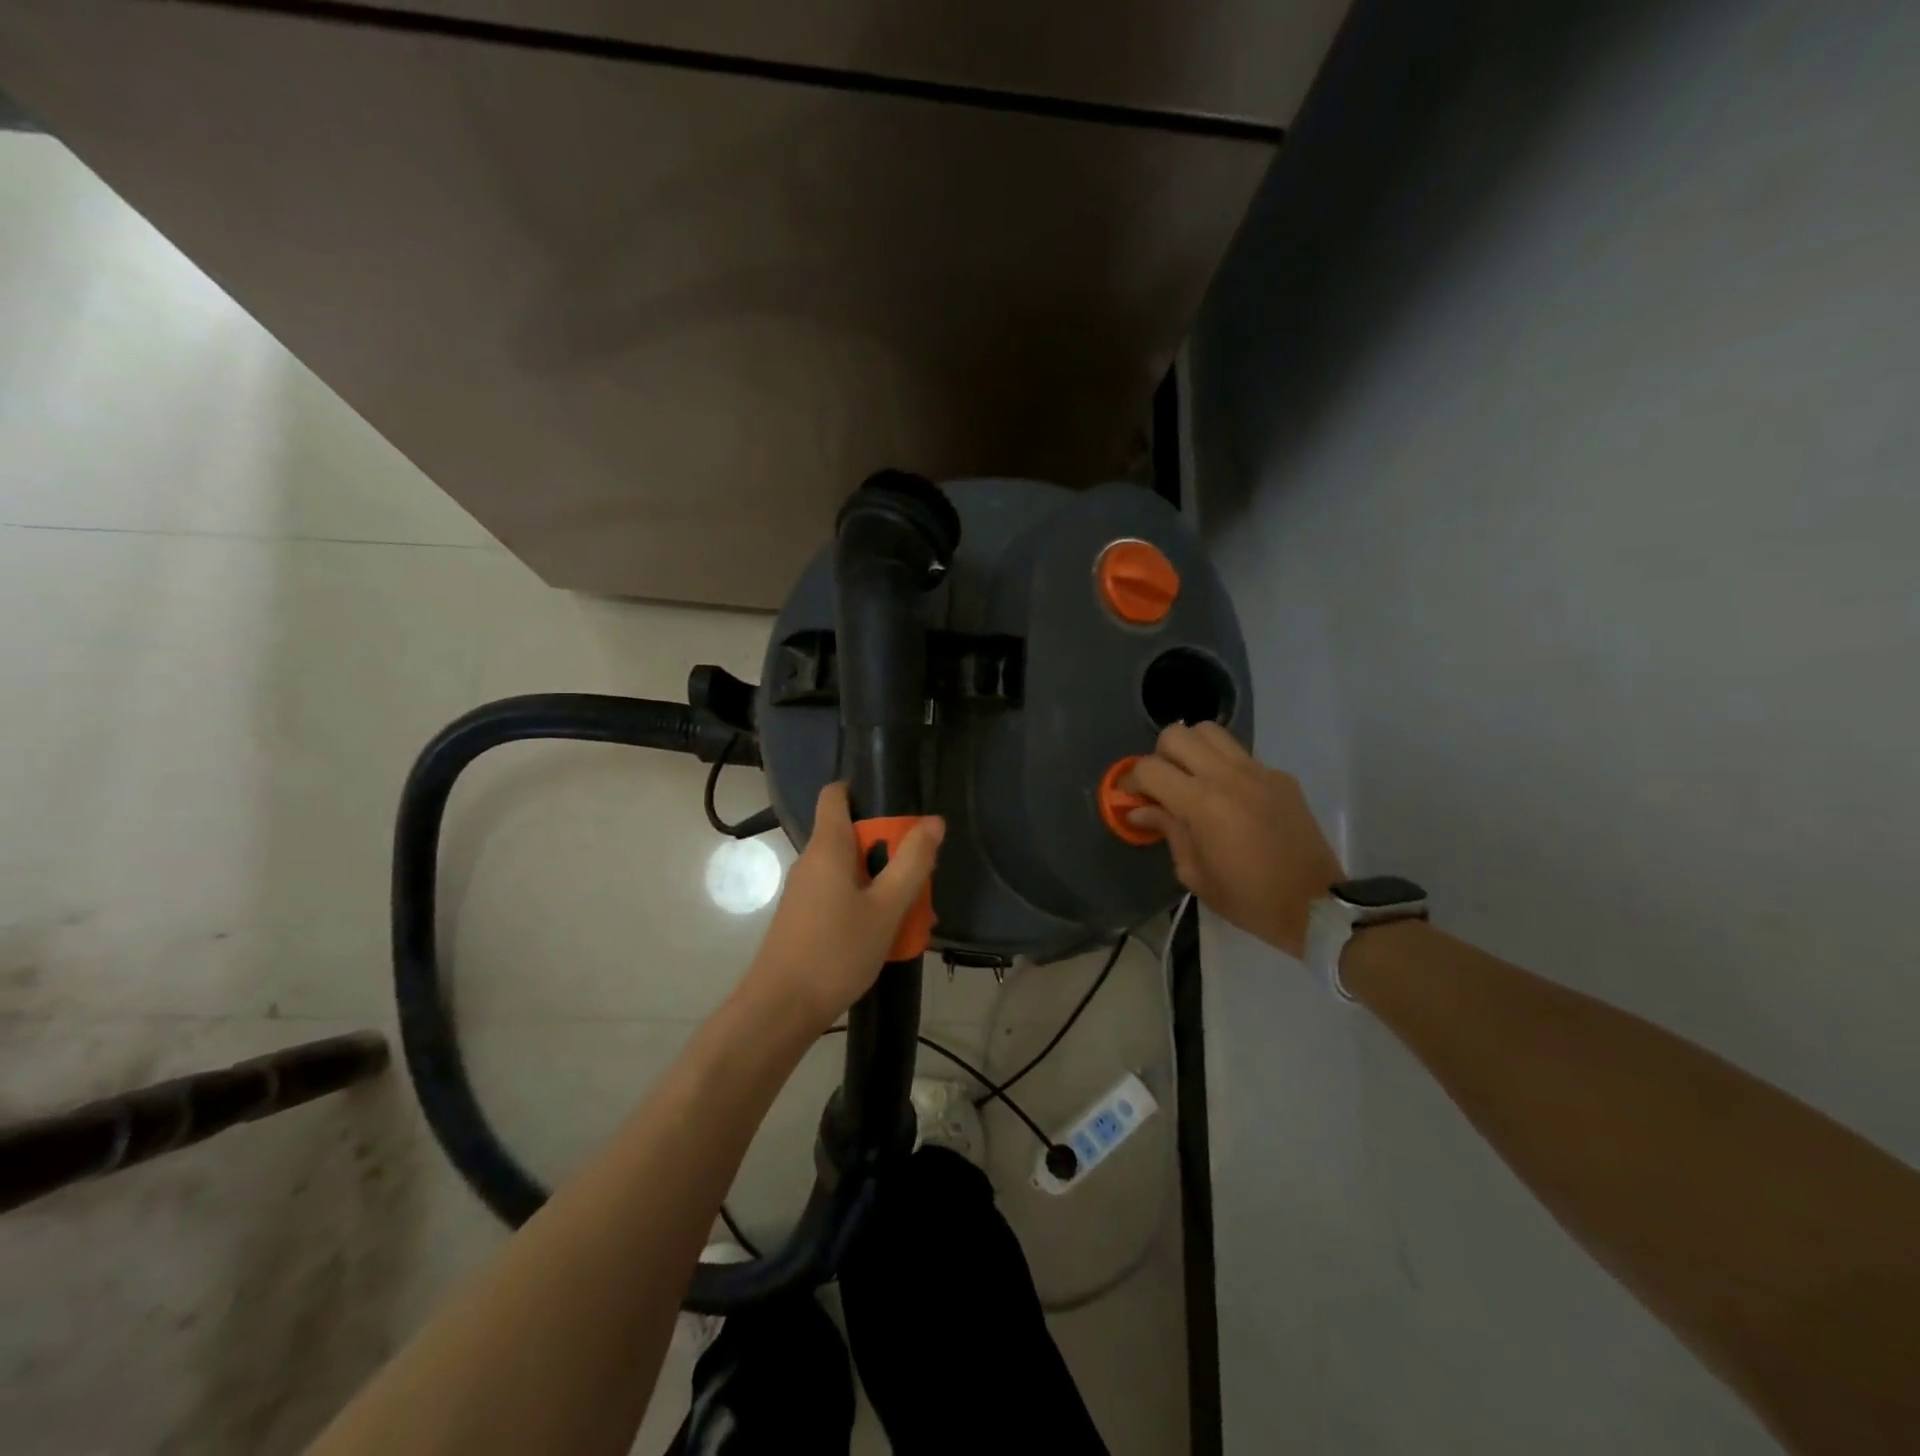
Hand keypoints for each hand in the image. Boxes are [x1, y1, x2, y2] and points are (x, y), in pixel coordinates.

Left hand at [743, 782, 944, 1029]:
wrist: (781, 1010)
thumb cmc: (836, 952)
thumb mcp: (886, 908)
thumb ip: (912, 863)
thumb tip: (933, 822)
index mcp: (828, 847)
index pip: (836, 794)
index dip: (865, 792)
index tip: (899, 813)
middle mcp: (811, 861)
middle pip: (853, 836)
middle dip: (890, 850)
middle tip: (920, 877)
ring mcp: (804, 891)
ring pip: (851, 871)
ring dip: (883, 883)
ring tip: (914, 914)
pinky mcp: (804, 917)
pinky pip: (841, 896)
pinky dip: (866, 904)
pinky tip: (888, 937)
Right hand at [1125, 722, 1342, 958]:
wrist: (1316, 905)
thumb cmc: (1248, 898)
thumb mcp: (1194, 873)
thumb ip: (1167, 831)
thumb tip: (1140, 810)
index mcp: (1202, 804)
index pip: (1150, 768)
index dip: (1131, 780)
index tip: (1131, 799)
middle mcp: (1228, 776)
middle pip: (1178, 734)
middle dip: (1160, 756)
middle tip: (1163, 786)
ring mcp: (1258, 771)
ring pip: (1211, 732)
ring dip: (1192, 750)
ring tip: (1192, 780)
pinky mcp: (1280, 776)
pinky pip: (1241, 755)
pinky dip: (1224, 766)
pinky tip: (1230, 798)